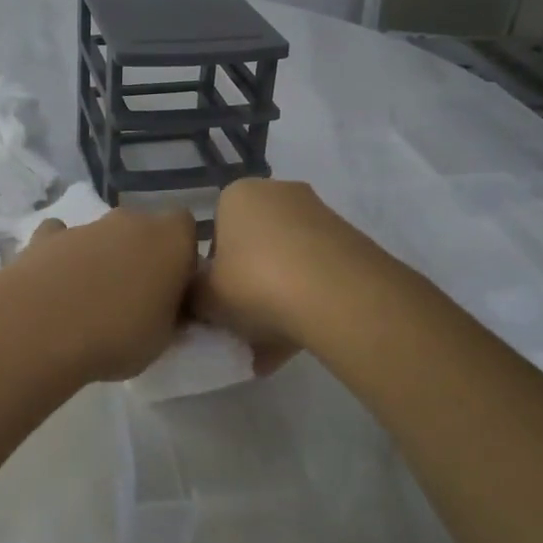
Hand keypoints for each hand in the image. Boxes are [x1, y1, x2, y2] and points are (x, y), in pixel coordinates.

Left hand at [0, 208, 198, 383]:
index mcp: (170, 239)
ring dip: (101, 258)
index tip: (173, 287)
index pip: (186, 228)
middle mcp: (130, 222)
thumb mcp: (163, 340)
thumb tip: (167, 308)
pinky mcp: (45, 236)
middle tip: (132, 297)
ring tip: (87, 302)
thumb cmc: (118, 335)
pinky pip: (60, 239)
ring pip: (102, 236)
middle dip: (139, 255)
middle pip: (142, 229)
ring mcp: (86, 226)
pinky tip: (53, 286)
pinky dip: (60, 256)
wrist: (42, 327)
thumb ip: (170, 315)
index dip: (181, 255)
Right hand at [189, 178, 374, 374]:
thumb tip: (196, 300)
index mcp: (238, 195)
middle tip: (242, 325)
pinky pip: (316, 276)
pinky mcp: (350, 242)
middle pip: (255, 246)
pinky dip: (306, 304)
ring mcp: (319, 215)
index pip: (216, 231)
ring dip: (278, 301)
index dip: (213, 271)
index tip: (217, 302)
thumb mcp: (205, 298)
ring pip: (287, 264)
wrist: (337, 294)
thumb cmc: (255, 283)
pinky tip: (298, 342)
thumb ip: (192, 296)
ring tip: (270, 349)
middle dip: (248, 286)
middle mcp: (279, 193)